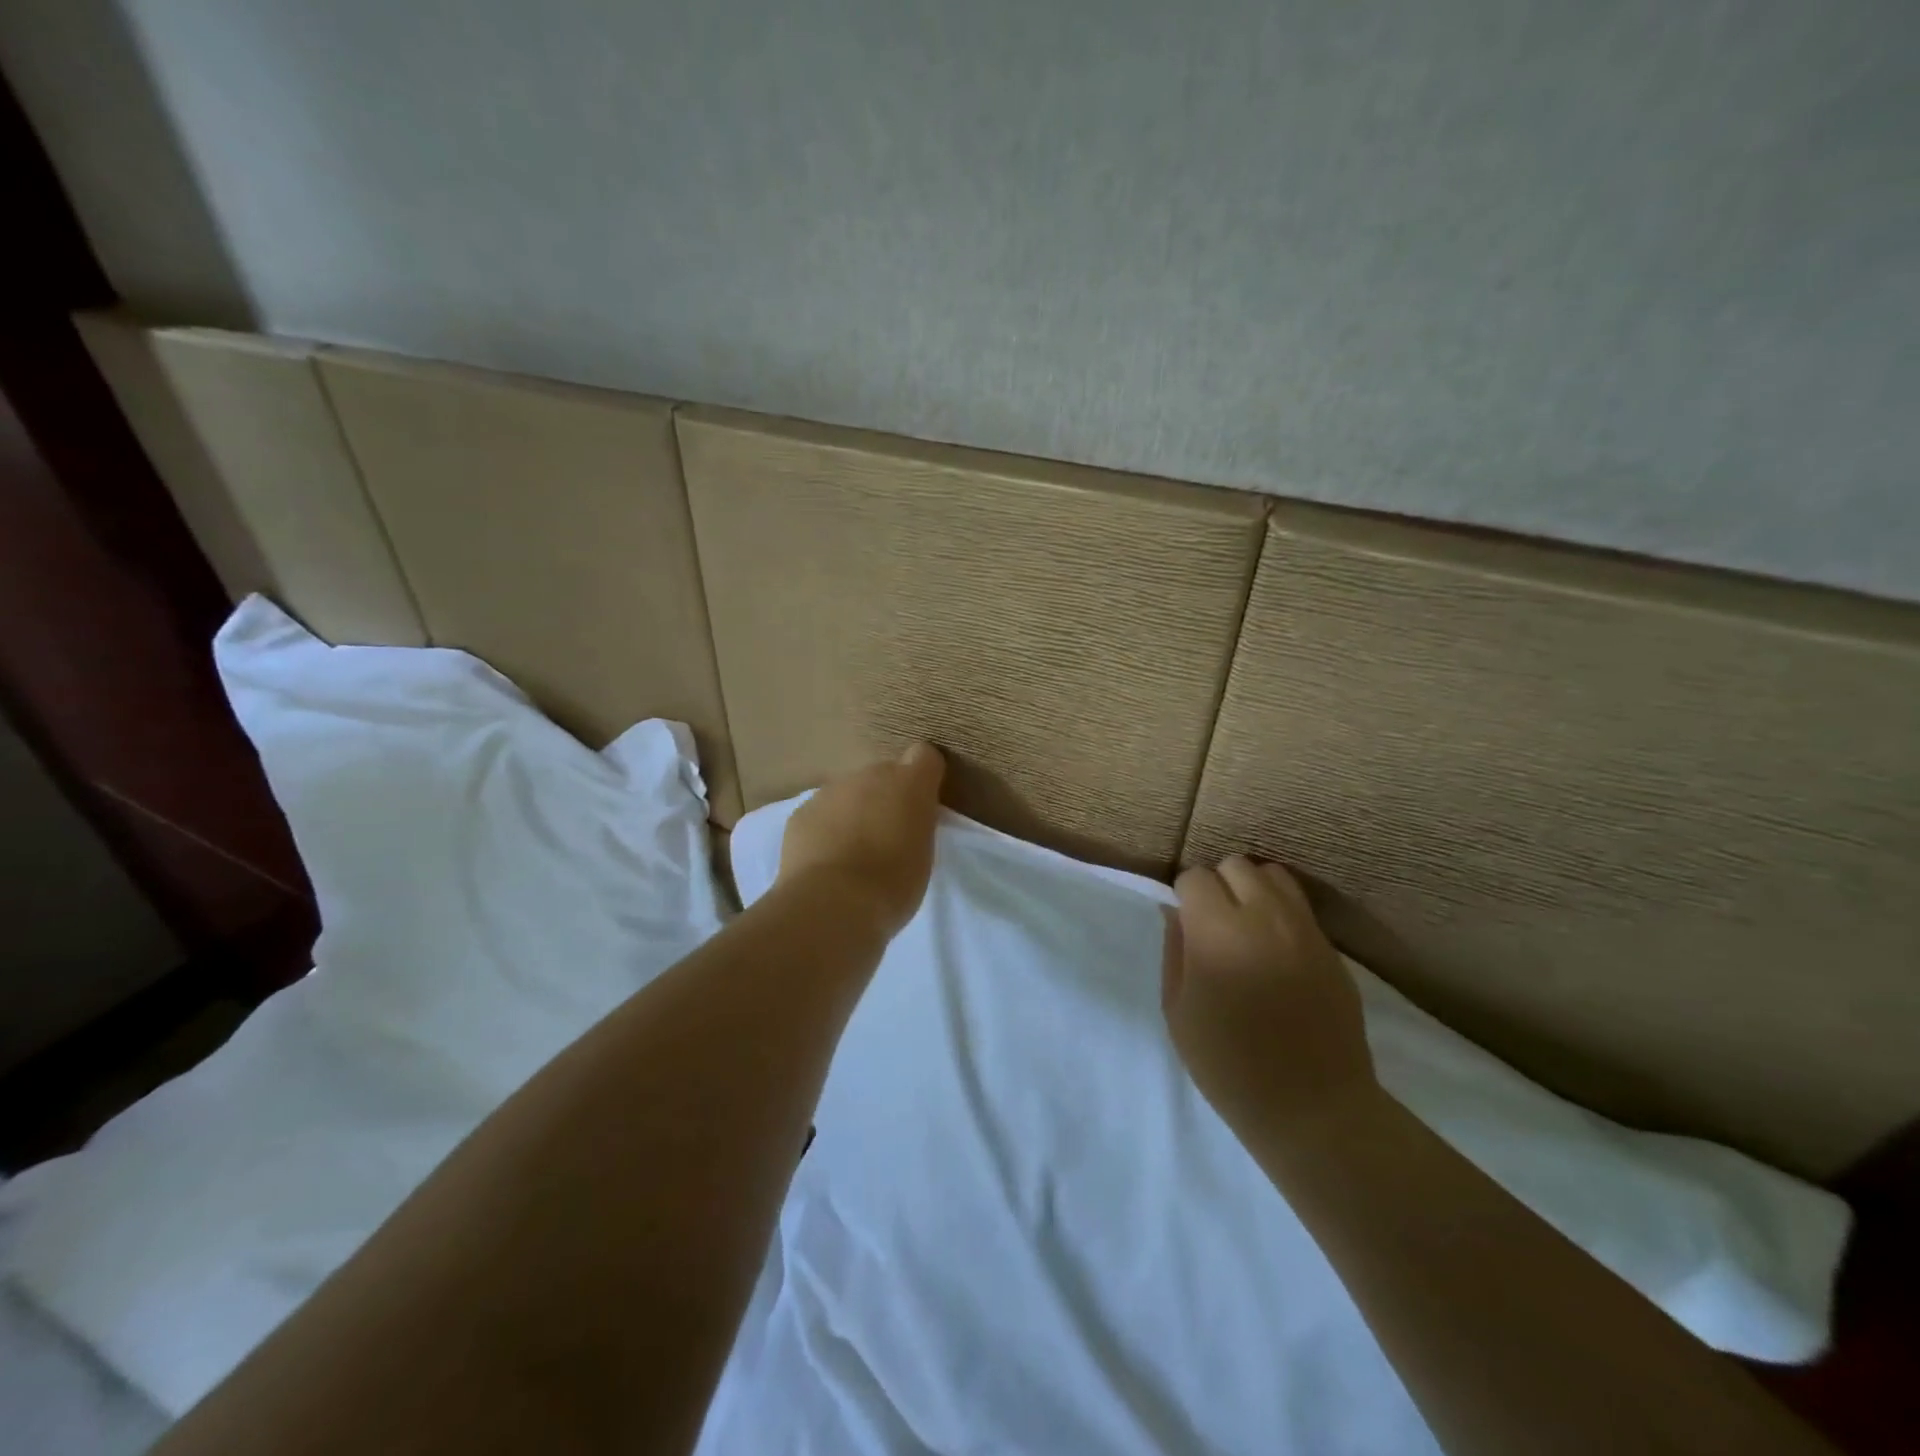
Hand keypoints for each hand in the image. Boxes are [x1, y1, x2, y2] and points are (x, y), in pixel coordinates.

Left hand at [778, 743, 945, 937]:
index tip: (922, 807)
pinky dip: (826, 830)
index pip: (924, 757)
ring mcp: (830, 791)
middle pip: (882, 776)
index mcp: (909, 782)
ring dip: (854, 813)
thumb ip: (917, 824)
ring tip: (854, 854)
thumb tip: (906, 817)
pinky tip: (826, 861)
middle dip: (885, 798)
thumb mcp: (924, 853)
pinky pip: (821, 814)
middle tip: (887, 837)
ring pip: (848, 794)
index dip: (923, 778)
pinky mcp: (801, 813)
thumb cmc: (893, 882)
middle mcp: (869, 775)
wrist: (832, 903)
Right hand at [1163, 856, 1377, 1145]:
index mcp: (1218, 932)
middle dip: (1217, 884)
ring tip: (1246, 925)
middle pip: (1235, 865)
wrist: (1313, 1108)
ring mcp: (1304, 930)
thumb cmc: (1229, 1065)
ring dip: (1252, 889)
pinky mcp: (1331, 949)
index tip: (1185, 924)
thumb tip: (1176, 913)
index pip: (1195, 877)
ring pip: (1273, 875)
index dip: (1184, 896)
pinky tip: (1275, 949)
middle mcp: (1264, 917)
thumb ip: (1175, 951)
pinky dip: (1281, 912)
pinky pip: (1301, 907)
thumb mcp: (1178, 1011)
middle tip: (1213, 923)